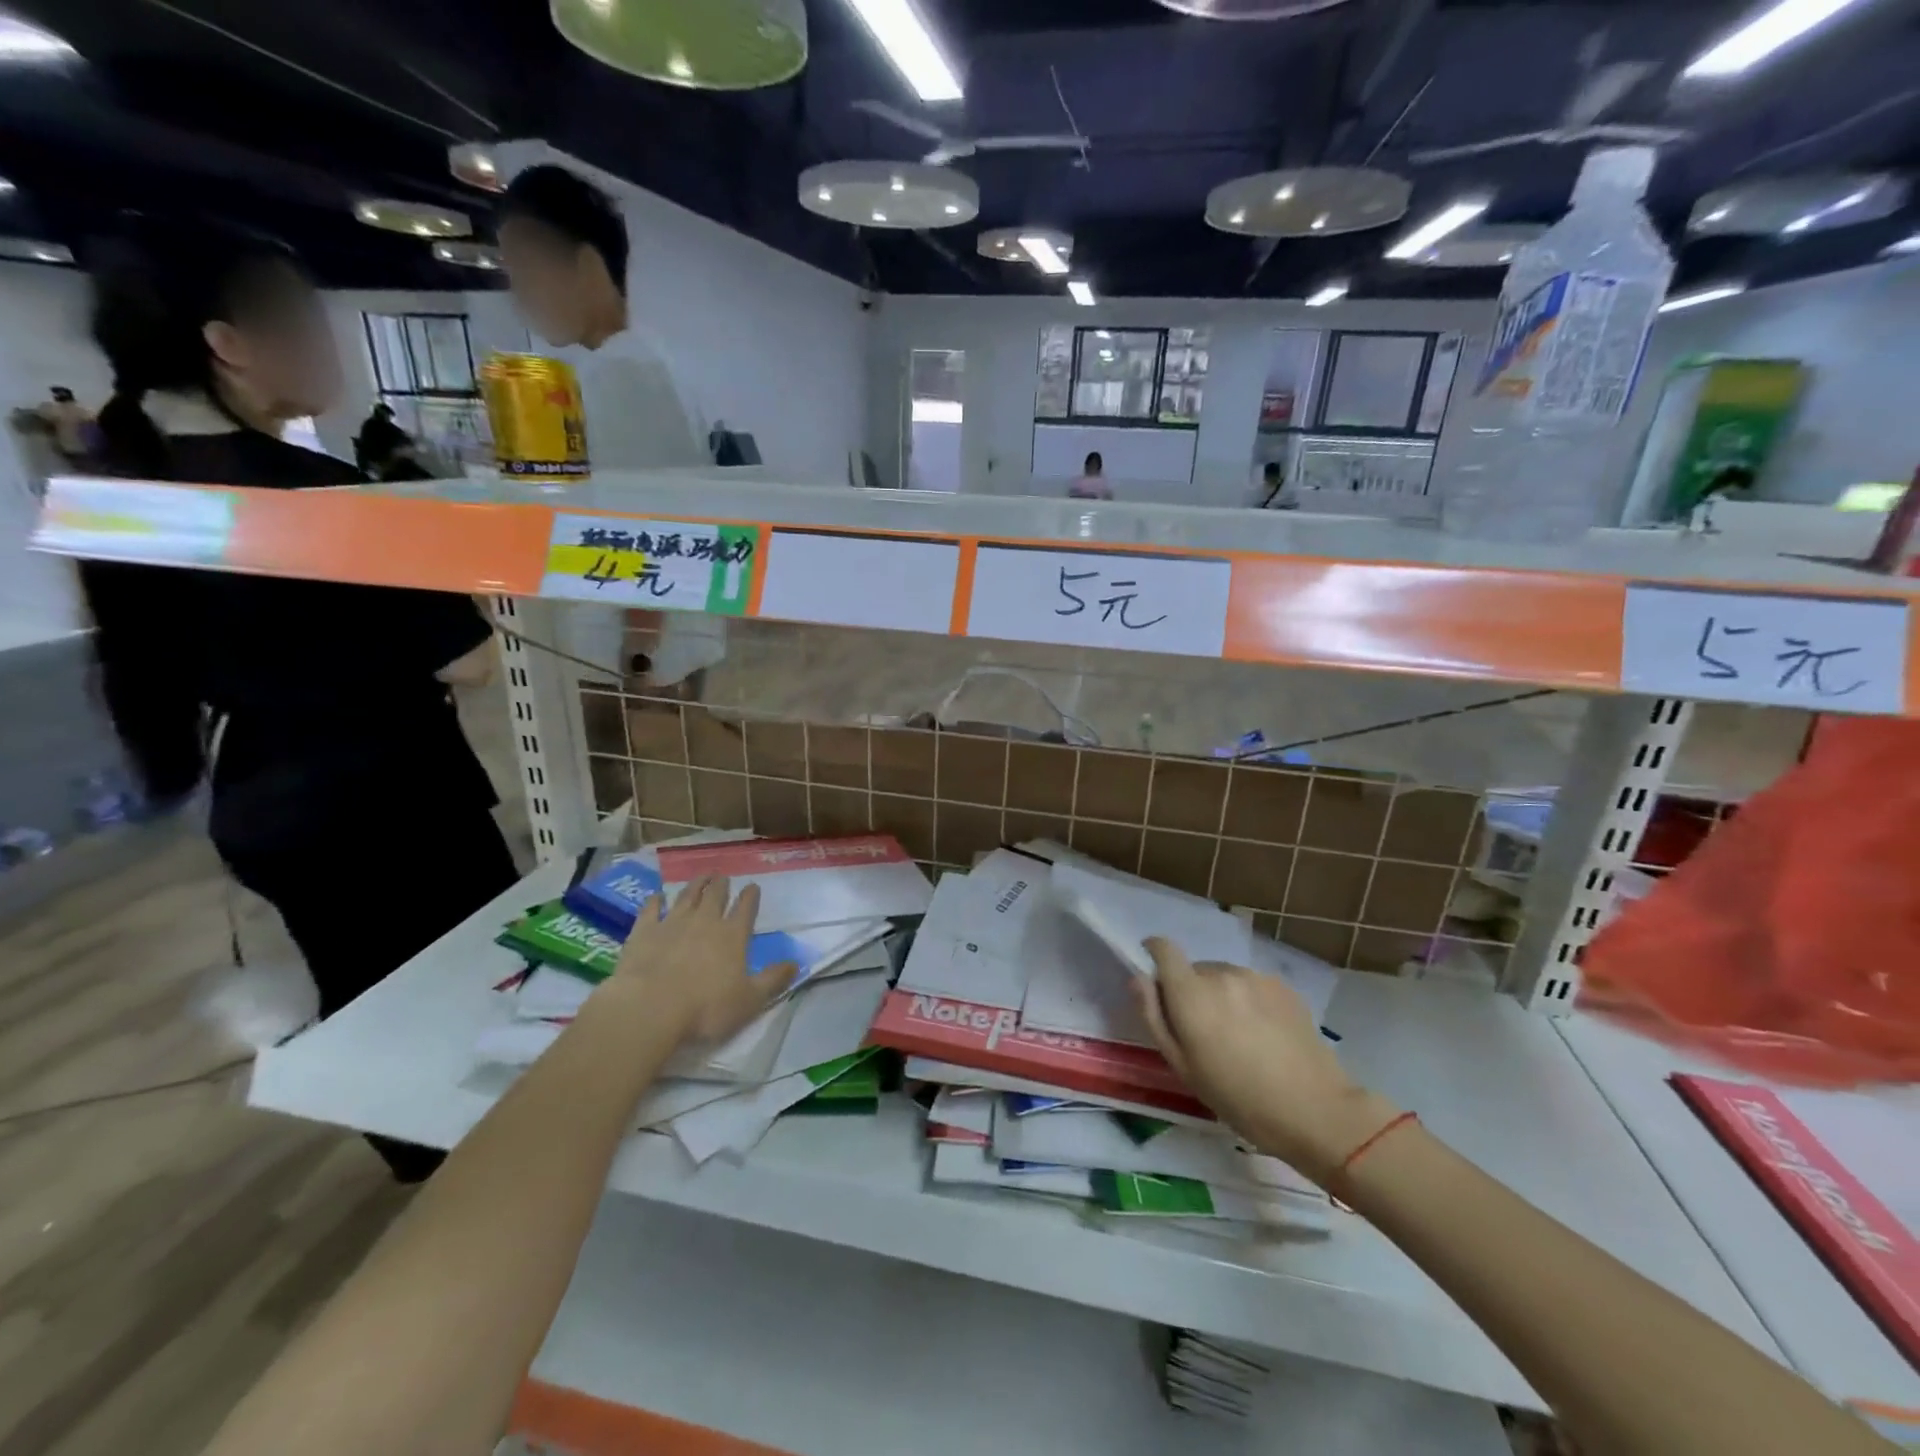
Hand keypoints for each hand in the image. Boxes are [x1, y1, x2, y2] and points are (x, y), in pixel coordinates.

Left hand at [603, 876, 795, 1045]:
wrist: (649, 1008)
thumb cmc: (705, 1008)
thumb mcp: (750, 1000)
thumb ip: (773, 980)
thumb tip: (796, 964)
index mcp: (733, 936)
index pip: (746, 908)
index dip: (750, 896)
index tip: (752, 887)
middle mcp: (704, 922)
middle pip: (715, 895)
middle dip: (721, 884)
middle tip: (722, 876)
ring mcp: (672, 923)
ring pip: (686, 896)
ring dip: (695, 885)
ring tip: (701, 877)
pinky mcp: (644, 932)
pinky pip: (651, 909)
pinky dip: (655, 901)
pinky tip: (657, 896)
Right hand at [1135, 938, 1398, 1184]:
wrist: (1316, 1110)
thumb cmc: (1238, 1097)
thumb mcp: (1182, 1066)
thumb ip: (1154, 1016)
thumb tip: (1138, 978)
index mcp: (1191, 993)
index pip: (1163, 949)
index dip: (1154, 953)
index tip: (1155, 974)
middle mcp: (1221, 974)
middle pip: (1194, 970)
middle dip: (1191, 991)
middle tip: (1203, 1032)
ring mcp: (1255, 977)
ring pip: (1224, 978)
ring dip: (1221, 997)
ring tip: (1238, 1037)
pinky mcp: (1283, 987)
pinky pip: (1251, 986)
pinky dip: (1248, 1002)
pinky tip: (1264, 1036)